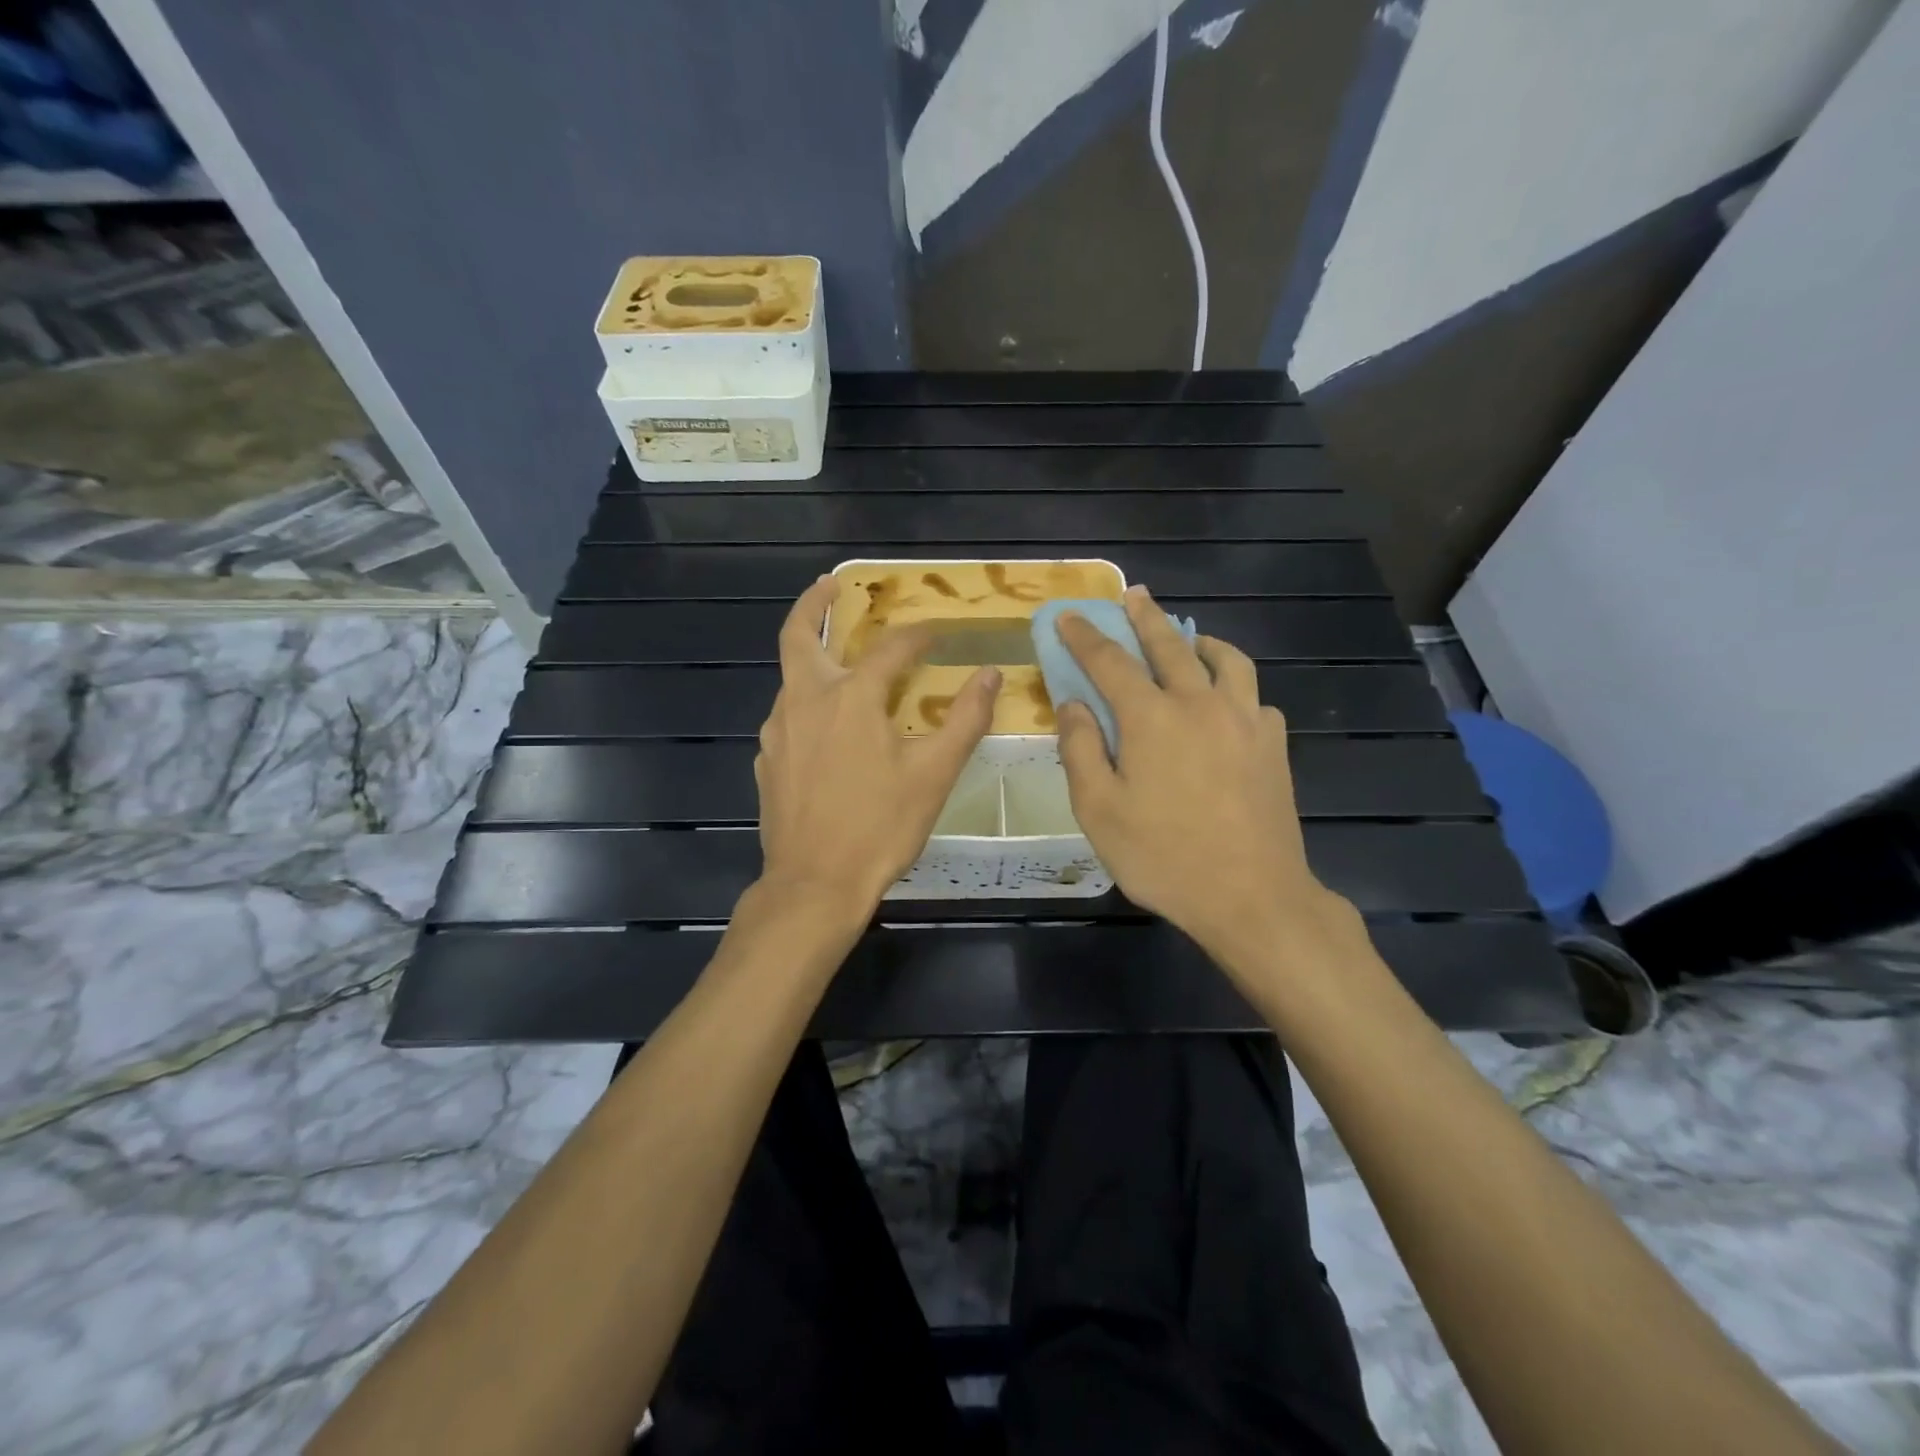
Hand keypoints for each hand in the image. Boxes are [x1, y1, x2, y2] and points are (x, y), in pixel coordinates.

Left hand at [755, 575, 999, 916]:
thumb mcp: (934, 775)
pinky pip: (787, 718)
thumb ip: (964, 719)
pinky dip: (806, 704)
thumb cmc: (880, 827)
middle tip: (831, 585)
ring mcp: (778, 732)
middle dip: (813, 604)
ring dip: (813, 659)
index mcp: (851, 697)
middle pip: (797, 636)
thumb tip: (990, 675)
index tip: (936, 633)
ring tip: (840, 661)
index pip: (889, 649)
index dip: (917, 636)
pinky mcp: (766, 761)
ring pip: (791, 679)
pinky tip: (826, 728)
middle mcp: (805, 701)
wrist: (814, 885)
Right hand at [1055, 586, 1354, 967]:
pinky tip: (1227, 704)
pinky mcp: (1273, 745)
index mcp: (1151, 718)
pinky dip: (1234, 687)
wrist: (1251, 896)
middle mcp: (1199, 704)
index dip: (1085, 636)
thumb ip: (1081, 750)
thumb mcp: (1098, 810)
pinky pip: (1253, 698)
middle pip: (1170, 645)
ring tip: (1190, 639)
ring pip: (1226, 660)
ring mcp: (1244, 721)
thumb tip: (1073, 705)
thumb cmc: (1163, 856)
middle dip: (1146, 617)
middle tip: (1134, 594)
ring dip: (1200, 641)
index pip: (1110, 661)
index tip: (1069, 615)